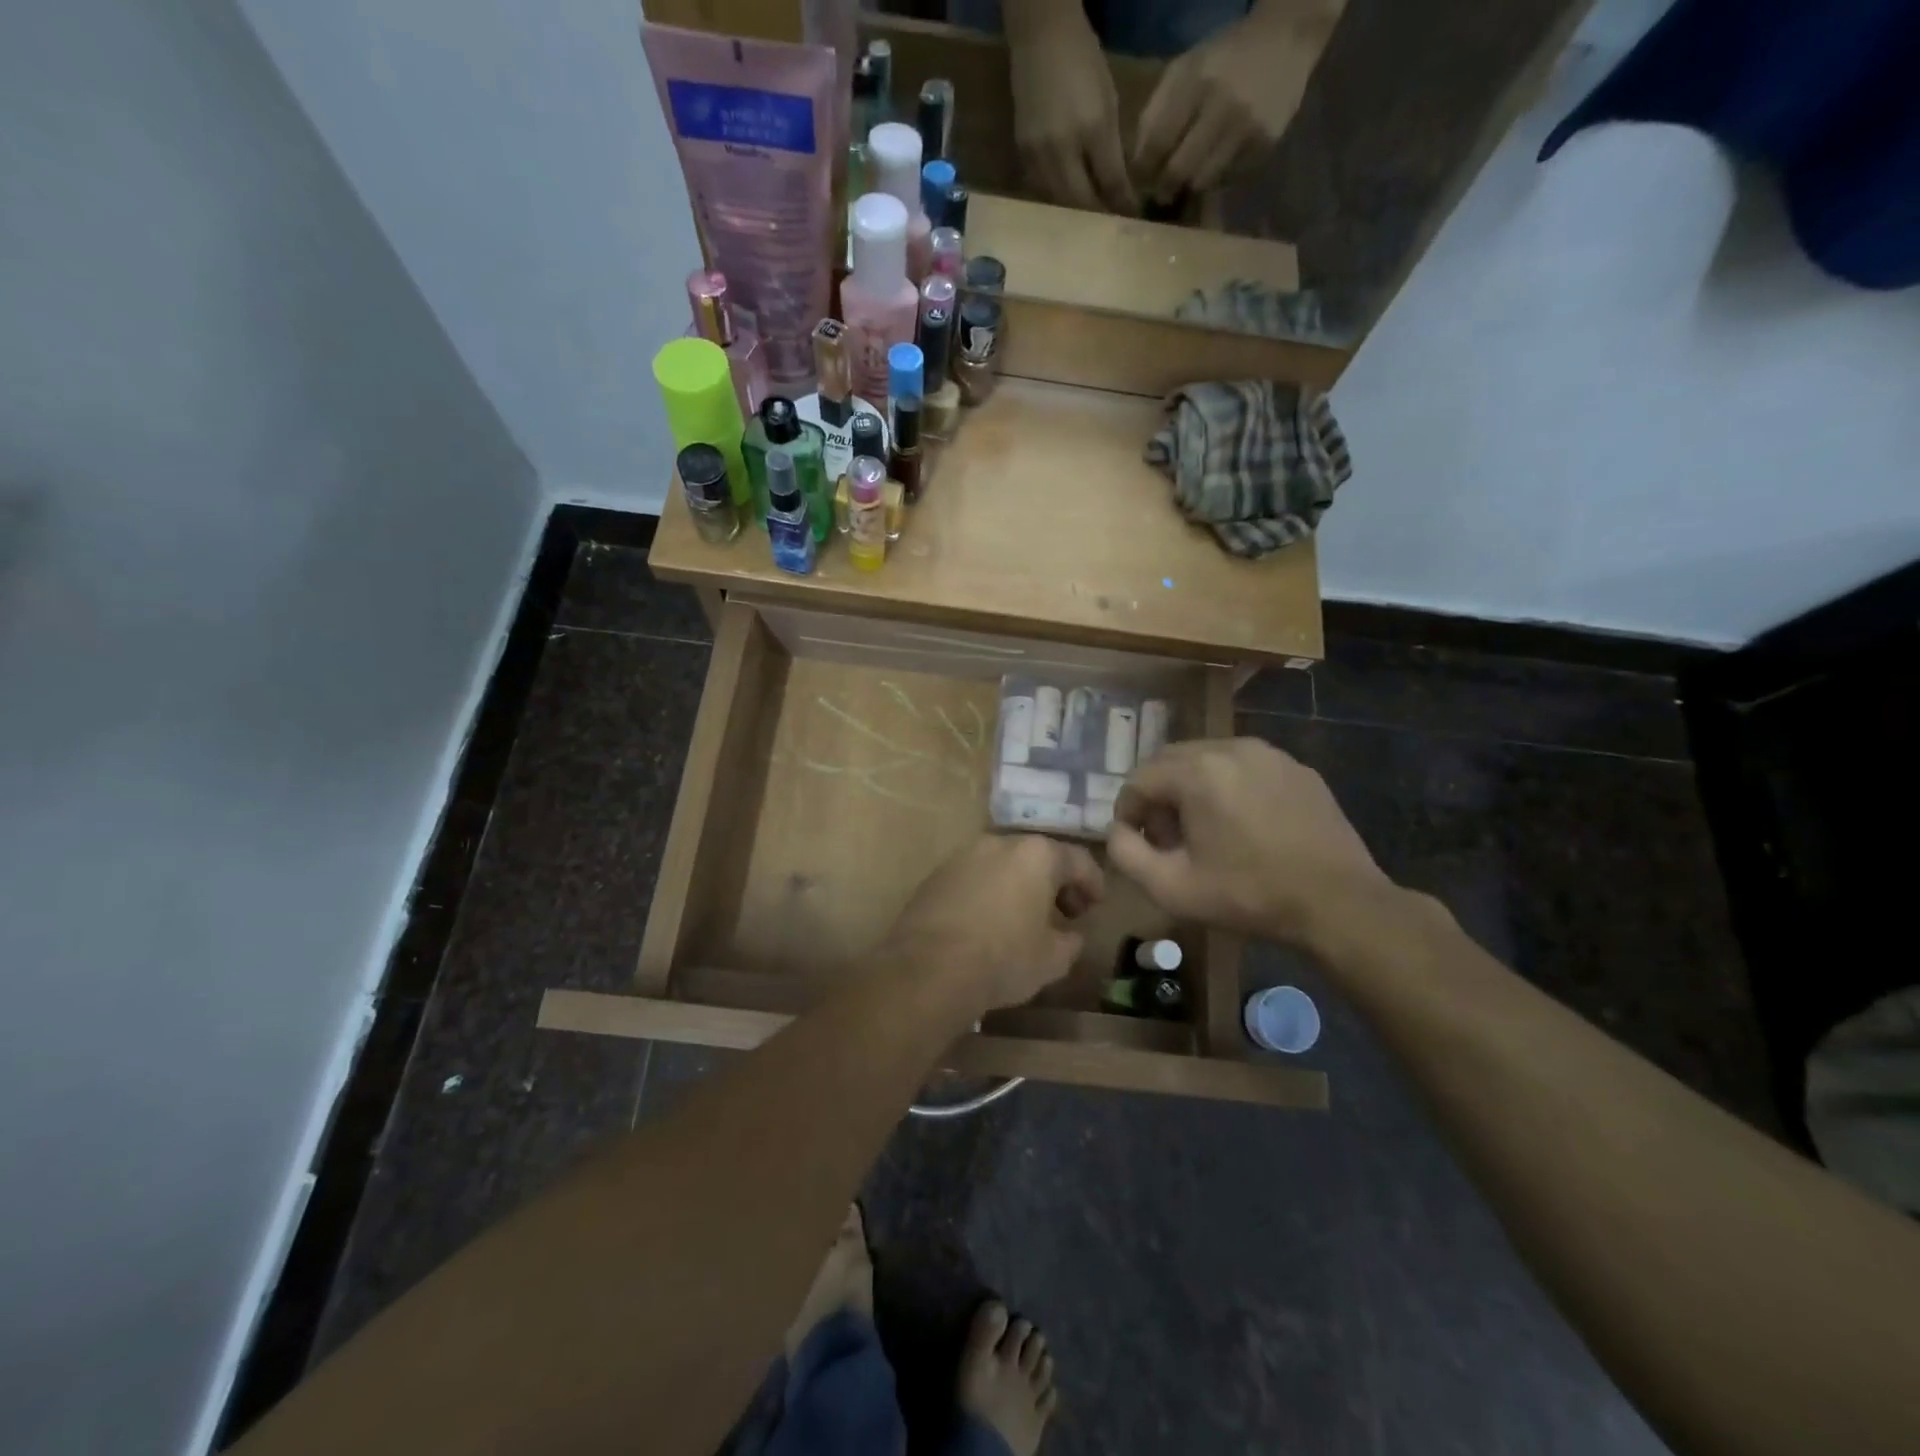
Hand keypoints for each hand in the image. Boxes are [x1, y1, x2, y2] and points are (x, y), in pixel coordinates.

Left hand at [880, 834, 1103, 1015]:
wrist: (929, 968)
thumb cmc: (1003, 959)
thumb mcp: (1053, 959)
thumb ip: (1070, 941)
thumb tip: (1069, 935)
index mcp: (1036, 855)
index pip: (1078, 860)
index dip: (1093, 883)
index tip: (1096, 906)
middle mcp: (1000, 843)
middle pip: (1038, 857)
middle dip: (1054, 882)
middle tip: (1063, 912)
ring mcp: (964, 855)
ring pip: (1003, 865)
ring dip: (1019, 885)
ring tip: (1024, 918)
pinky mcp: (936, 874)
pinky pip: (975, 878)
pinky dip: (989, 892)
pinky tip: (989, 922)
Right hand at [1007, 7, 1137, 213]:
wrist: (1040, 35)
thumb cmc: (1082, 61)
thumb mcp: (1108, 102)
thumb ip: (1112, 150)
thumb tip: (1121, 190)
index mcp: (1090, 130)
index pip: (1110, 182)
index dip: (1122, 204)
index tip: (1132, 218)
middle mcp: (1060, 150)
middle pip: (1080, 202)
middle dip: (1097, 216)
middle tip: (1110, 226)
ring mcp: (1037, 155)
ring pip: (1059, 201)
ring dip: (1075, 213)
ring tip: (1089, 220)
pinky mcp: (1022, 155)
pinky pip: (1042, 189)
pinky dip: (1057, 198)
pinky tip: (1066, 200)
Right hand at [1106, 738, 1388, 946]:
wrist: (1339, 903)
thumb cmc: (1249, 895)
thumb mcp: (1172, 888)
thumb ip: (1127, 854)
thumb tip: (1118, 831)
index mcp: (1198, 772)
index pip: (1139, 778)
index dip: (1129, 812)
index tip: (1138, 843)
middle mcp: (1231, 747)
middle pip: (1171, 761)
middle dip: (1159, 795)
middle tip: (1168, 837)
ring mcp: (1269, 754)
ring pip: (1209, 760)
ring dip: (1193, 789)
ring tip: (1206, 831)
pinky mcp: (1298, 768)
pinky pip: (1246, 768)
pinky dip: (1230, 787)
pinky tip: (1245, 826)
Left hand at [1132, 6, 1333, 204]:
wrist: (1287, 38)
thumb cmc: (1224, 57)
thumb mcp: (1185, 69)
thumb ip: (1156, 112)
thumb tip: (1137, 163)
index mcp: (1198, 81)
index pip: (1157, 143)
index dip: (1143, 170)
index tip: (1139, 180)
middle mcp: (1223, 106)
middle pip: (1178, 171)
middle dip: (1163, 187)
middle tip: (1160, 190)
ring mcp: (1247, 129)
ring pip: (1202, 182)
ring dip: (1189, 185)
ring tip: (1187, 177)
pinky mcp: (1264, 146)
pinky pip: (1227, 179)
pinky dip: (1215, 178)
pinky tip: (1216, 162)